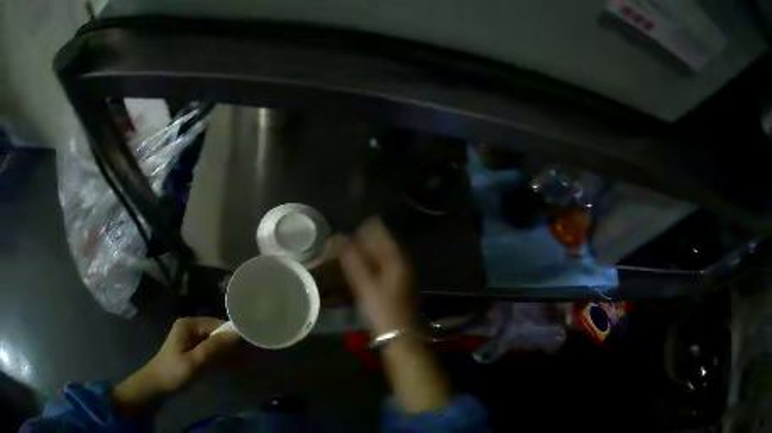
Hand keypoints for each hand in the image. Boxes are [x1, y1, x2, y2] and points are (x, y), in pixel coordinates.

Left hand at [112, 317, 238, 416]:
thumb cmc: (174, 372)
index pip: (216, 323)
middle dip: (229, 341)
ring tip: (240, 360)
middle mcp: (189, 326)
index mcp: (188, 324)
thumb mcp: (195, 361)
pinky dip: (218, 354)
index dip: (231, 333)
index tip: (248, 344)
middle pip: (215, 330)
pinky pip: (209, 347)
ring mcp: (189, 337)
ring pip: (213, 339)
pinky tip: (226, 363)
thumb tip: (237, 334)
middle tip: (246, 355)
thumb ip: (214, 347)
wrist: (157, 385)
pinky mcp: (190, 348)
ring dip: (225, 348)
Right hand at [340, 218, 413, 335]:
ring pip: (379, 251)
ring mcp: (398, 270)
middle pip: (380, 240)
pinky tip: (356, 267)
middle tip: (340, 244)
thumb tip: (339, 237)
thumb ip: (352, 260)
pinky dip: (368, 261)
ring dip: (363, 251)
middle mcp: (399, 259)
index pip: (379, 230)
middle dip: (360, 239)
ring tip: (344, 254)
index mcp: (394, 257)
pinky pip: (380, 262)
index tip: (344, 233)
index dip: (361, 228)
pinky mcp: (394, 280)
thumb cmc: (381, 309)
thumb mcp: (364, 285)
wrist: (397, 333)